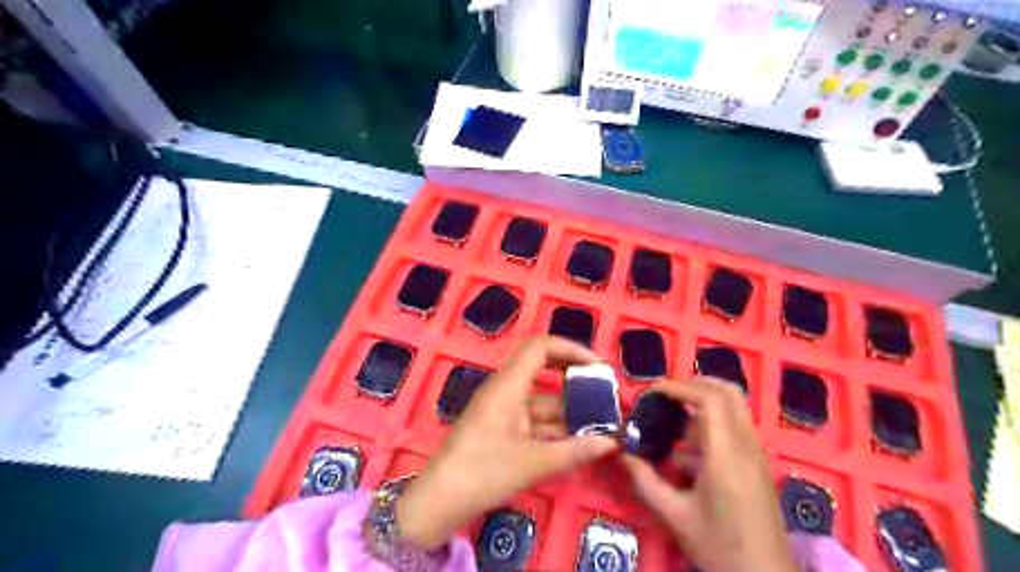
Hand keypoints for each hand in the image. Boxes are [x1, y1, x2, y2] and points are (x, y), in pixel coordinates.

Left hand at [395, 339, 615, 550]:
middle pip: (544, 372)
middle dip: (575, 382)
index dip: (571, 349)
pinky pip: (533, 419)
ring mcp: (502, 411)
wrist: (438, 502)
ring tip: (601, 423)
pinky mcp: (500, 429)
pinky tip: (578, 442)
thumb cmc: (482, 473)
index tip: (597, 367)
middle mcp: (505, 391)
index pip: (541, 348)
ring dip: (568, 410)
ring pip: (541, 400)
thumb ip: (574, 451)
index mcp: (508, 386)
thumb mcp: (533, 463)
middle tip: (605, 393)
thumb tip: (611, 442)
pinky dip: (555, 428)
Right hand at [622, 378, 796, 570]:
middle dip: (693, 384)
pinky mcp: (757, 462)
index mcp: (726, 454)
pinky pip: (735, 424)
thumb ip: (645, 480)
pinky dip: (711, 418)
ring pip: (735, 406)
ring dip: (703, 399)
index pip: (709, 399)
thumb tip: (621, 453)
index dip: (679, 387)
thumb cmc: (720, 548)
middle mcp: (746, 445)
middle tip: (664, 394)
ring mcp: (755, 452)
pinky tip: (687, 444)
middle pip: (727, 391)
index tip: (652, 393)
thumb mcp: (675, 515)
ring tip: (671, 412)